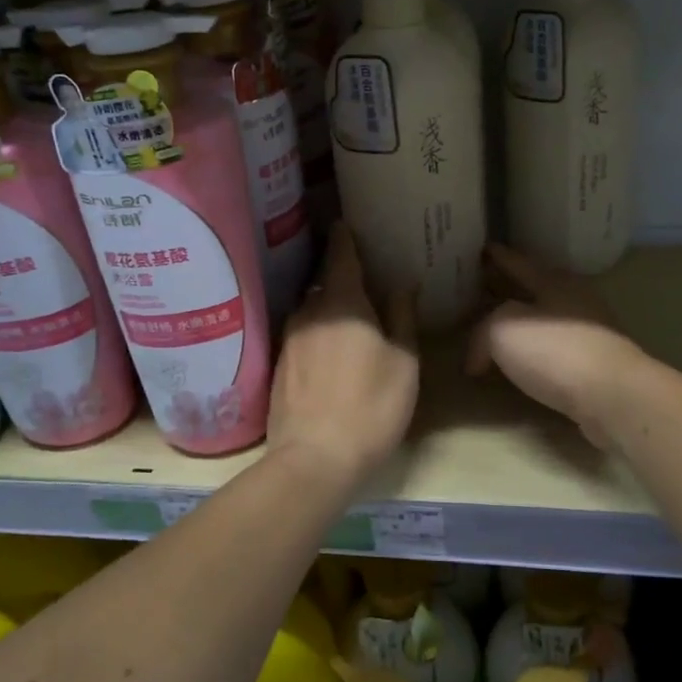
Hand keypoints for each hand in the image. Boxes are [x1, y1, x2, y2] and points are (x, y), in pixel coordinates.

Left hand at [268, 226, 418, 484]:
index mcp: (341, 302)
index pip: (340, 254)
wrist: (314, 459)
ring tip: (348, 316)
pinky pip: (300, 334)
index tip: (347, 222)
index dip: (345, 236)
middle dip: (339, 274)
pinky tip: (328, 350)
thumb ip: (401, 317)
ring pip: (310, 309)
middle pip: (323, 280)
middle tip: (361, 275)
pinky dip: (315, 332)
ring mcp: (288, 338)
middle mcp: (308, 311)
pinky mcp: (277, 365)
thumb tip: (401, 284)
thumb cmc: (371, 406)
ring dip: (327, 306)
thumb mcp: (404, 362)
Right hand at [467, 245, 643, 449]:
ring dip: (522, 323)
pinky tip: (520, 363)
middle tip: (480, 290)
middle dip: (508, 289)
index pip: (517, 262)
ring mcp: (588, 333)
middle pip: (534, 289)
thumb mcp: (502, 329)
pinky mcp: (594, 365)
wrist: (613, 397)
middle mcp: (574, 300)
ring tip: (496, 330)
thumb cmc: (555, 351)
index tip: (482, 247)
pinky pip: (553, 350)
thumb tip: (478, 358)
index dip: (497, 256)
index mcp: (553, 281)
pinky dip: (534, 352)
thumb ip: (482, 332)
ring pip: (545, 320)